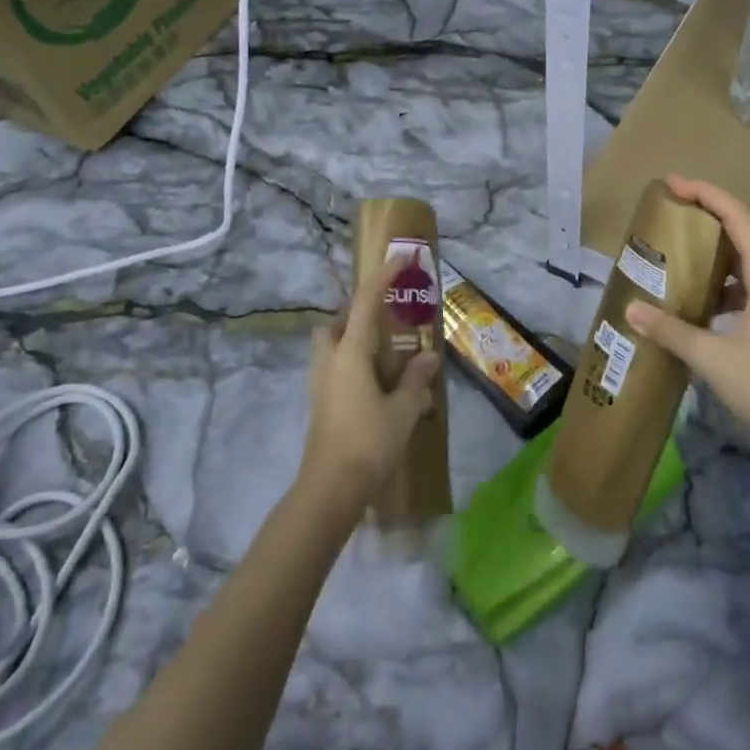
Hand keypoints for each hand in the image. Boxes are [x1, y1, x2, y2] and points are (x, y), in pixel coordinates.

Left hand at [298, 253, 442, 521]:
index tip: (401, 258)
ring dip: (352, 337)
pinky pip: (334, 367)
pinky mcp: (321, 404)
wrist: (329, 491)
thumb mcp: (403, 410)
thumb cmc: (368, 443)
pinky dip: (351, 361)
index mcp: (350, 353)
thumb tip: (429, 356)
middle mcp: (330, 360)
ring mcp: (320, 384)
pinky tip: (375, 381)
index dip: (383, 276)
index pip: (366, 301)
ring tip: (384, 349)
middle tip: (386, 316)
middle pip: (336, 322)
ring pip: (330, 345)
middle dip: (357, 312)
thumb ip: (416, 379)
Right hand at [625, 176, 749, 465]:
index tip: (673, 184)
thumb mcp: (714, 359)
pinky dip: (721, 289)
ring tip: (675, 260)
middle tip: (668, 218)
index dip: (706, 194)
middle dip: (705, 222)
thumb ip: (671, 331)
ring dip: (712, 258)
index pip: (738, 218)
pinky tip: (697, 307)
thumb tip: (632, 308)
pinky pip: (748, 292)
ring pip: (745, 267)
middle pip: (742, 237)